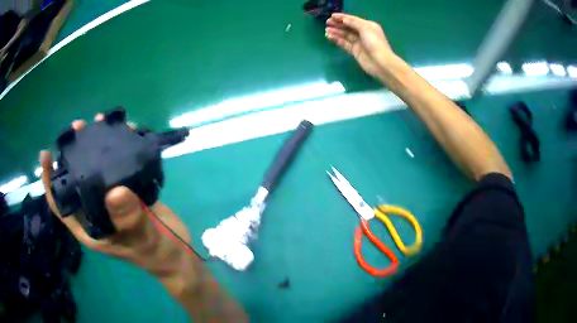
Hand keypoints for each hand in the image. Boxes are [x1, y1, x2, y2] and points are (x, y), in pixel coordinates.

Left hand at [40, 114, 191, 275]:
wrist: (177, 253)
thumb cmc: (157, 253)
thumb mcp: (144, 240)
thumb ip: (130, 220)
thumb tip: (114, 191)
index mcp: (89, 226)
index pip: (61, 205)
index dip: (50, 181)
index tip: (46, 154)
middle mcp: (95, 210)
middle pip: (76, 179)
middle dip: (73, 152)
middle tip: (78, 128)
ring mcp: (111, 199)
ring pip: (96, 169)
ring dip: (96, 145)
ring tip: (99, 122)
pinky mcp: (127, 190)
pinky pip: (118, 166)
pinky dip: (118, 148)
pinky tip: (123, 132)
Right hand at [325, 13, 393, 78]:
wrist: (381, 63)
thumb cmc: (375, 43)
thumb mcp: (365, 28)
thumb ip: (353, 23)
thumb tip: (343, 20)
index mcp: (368, 26)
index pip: (353, 20)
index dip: (342, 17)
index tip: (331, 16)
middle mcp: (363, 33)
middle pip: (348, 27)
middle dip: (338, 24)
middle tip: (327, 23)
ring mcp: (359, 43)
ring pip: (345, 35)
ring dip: (336, 32)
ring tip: (326, 31)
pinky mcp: (355, 52)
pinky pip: (344, 44)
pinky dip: (337, 40)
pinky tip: (330, 37)